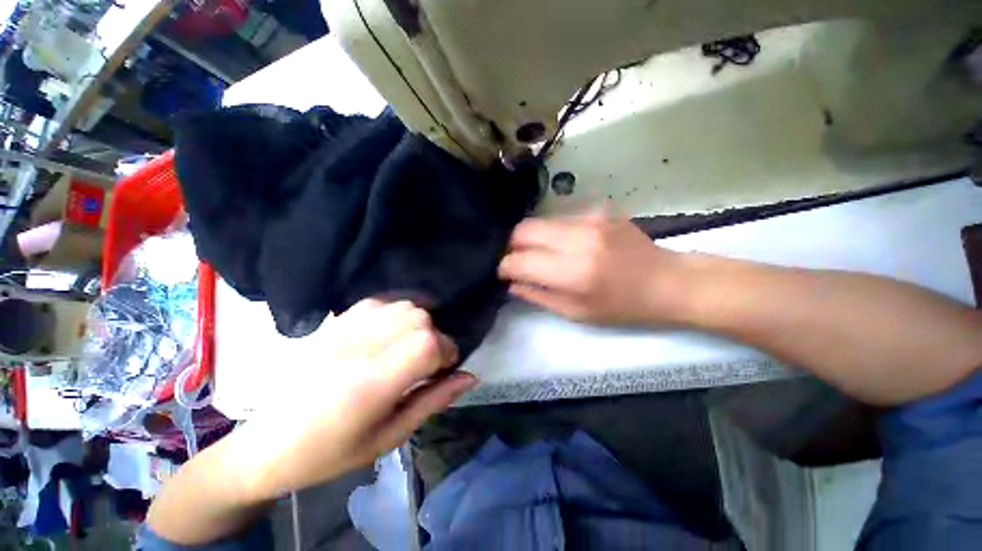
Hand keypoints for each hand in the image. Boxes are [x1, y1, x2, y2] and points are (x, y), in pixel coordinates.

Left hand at [233, 299, 474, 501]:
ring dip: (418, 323)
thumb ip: (433, 400)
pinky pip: (382, 301)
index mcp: (373, 382)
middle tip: (426, 361)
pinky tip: (392, 331)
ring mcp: (347, 328)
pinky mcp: (337, 320)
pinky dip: (398, 311)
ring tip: (409, 346)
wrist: (268, 443)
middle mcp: (361, 346)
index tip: (445, 368)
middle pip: (420, 318)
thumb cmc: (331, 452)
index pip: (428, 344)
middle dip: (435, 337)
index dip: (448, 352)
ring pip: (405, 305)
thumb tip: (470, 376)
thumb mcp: (390, 436)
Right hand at [499, 210, 685, 324]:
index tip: (503, 273)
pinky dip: (552, 232)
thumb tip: (512, 282)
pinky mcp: (598, 210)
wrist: (667, 281)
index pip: (520, 261)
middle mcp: (578, 238)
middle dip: (512, 245)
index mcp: (573, 271)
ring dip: (532, 237)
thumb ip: (538, 295)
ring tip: (540, 253)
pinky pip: (560, 218)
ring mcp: (589, 219)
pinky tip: (563, 244)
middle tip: (517, 260)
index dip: (504, 266)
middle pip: (523, 229)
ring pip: (539, 220)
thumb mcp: (576, 313)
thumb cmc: (622, 307)